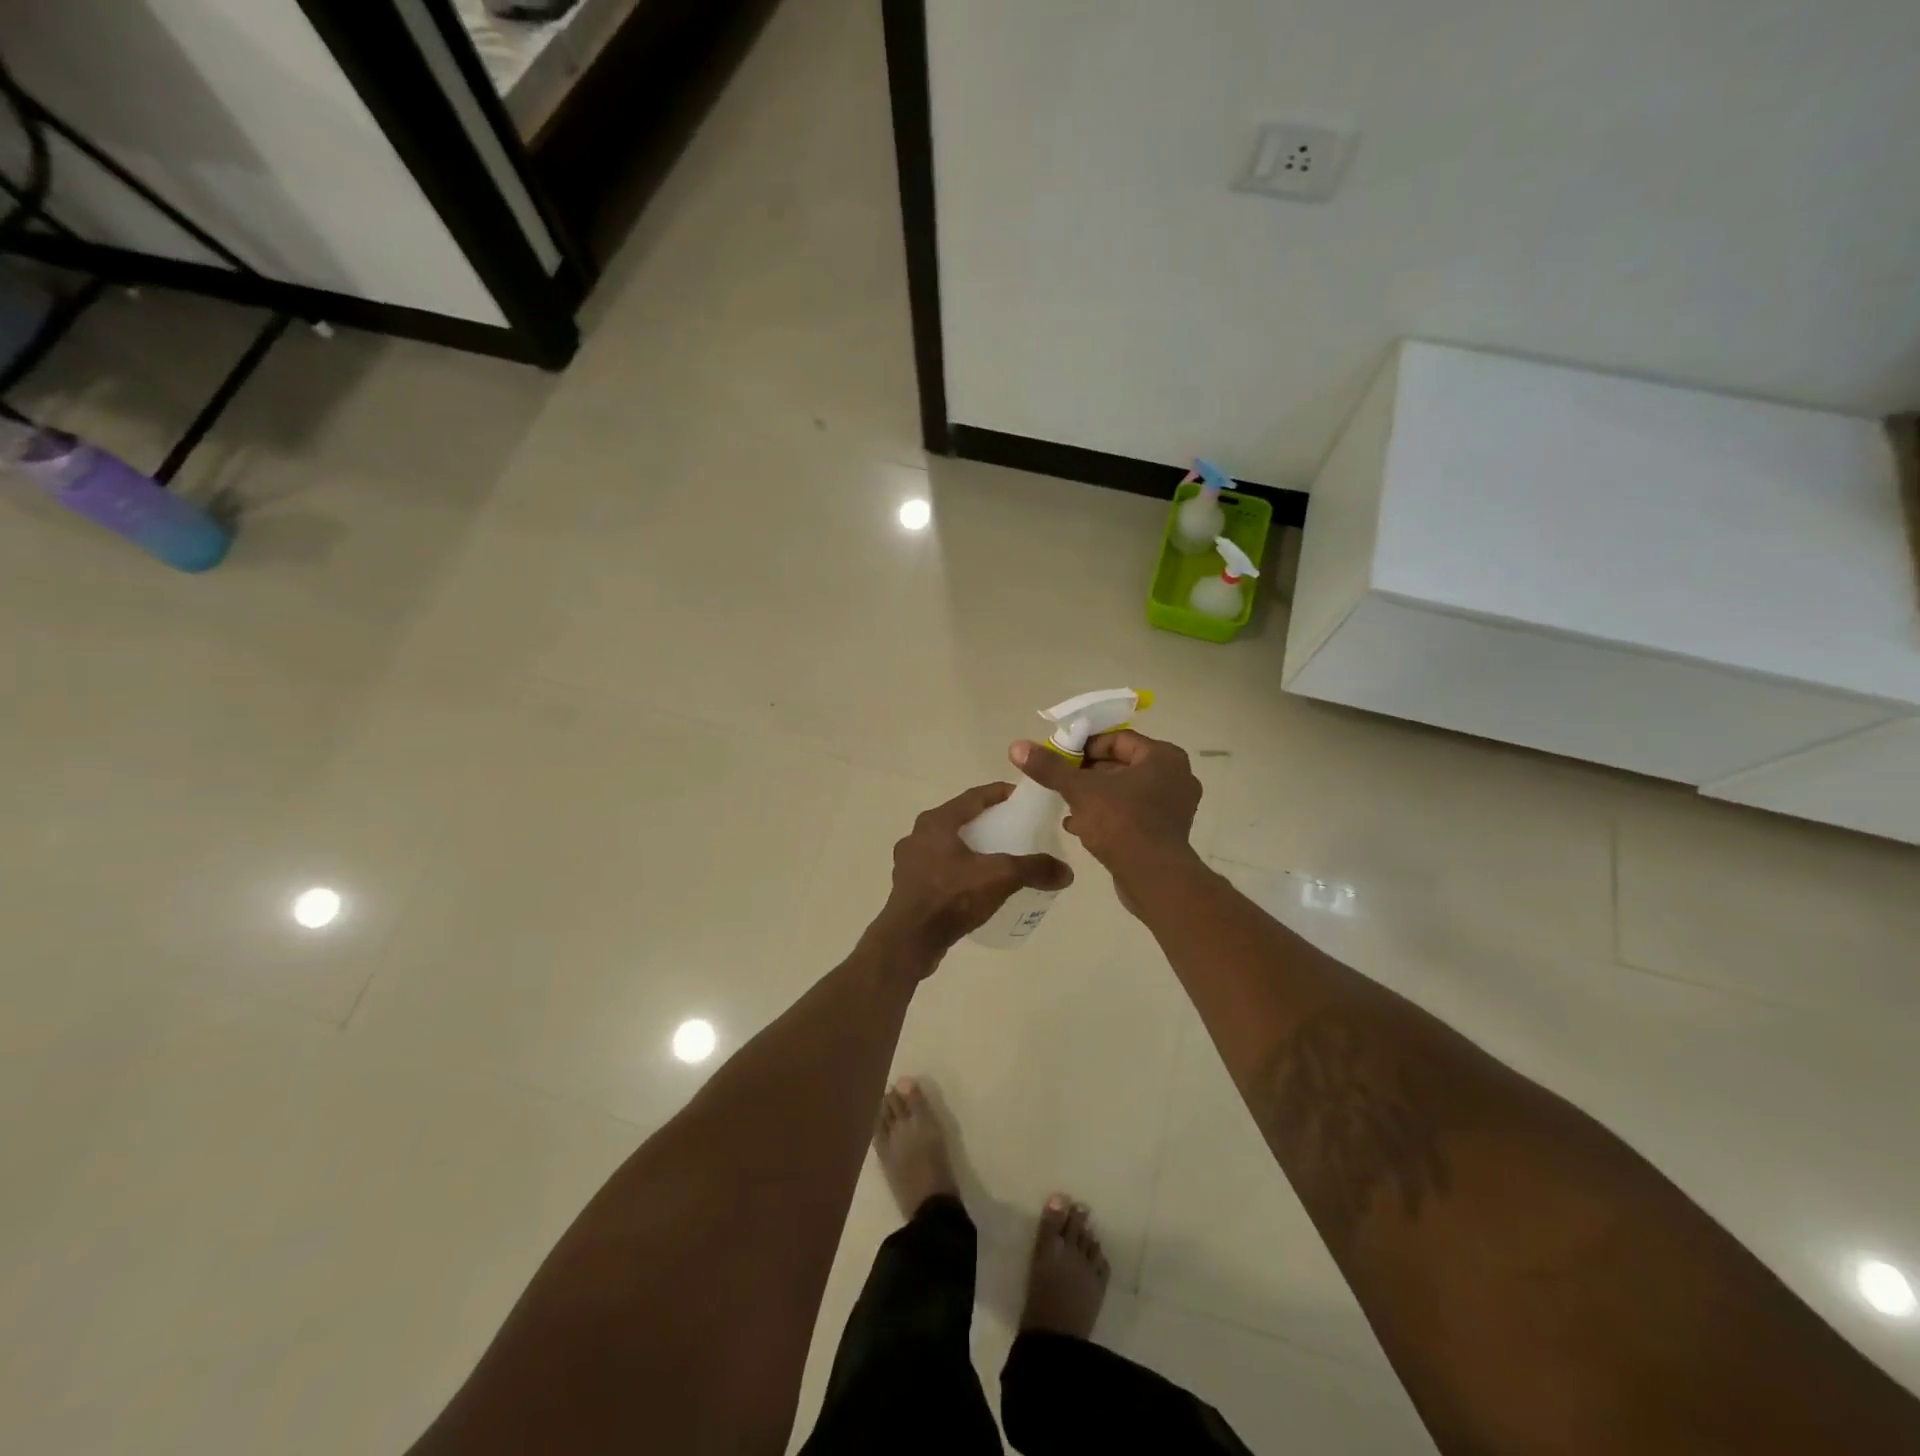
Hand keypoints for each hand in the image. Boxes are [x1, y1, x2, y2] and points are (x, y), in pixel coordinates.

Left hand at [869, 782, 1073, 967]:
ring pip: (947, 846)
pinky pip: (939, 869)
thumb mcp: (1000, 878)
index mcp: (936, 822)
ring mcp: (909, 862)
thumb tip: (1066, 872)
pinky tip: (974, 886)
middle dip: (986, 822)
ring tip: (996, 859)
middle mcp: (918, 835)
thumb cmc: (951, 897)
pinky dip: (959, 871)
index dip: (999, 794)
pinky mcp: (908, 887)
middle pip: (960, 820)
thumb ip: (1034, 869)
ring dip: (971, 848)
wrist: (909, 941)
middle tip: (1013, 829)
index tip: (1021, 797)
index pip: (973, 797)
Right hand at [1009, 730, 1201, 873]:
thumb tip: (1017, 746)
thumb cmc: (1121, 823)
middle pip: (1121, 764)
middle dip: (1087, 773)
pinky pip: (1131, 813)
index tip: (1060, 757)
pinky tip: (1076, 825)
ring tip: (1064, 803)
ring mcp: (1173, 806)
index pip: (1118, 739)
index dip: (1085, 745)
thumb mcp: (1080, 790)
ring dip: (1094, 796)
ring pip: (1124, 791)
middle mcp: (1175, 776)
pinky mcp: (1166, 832)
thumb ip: (1050, 767)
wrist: (1154, 879)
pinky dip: (1106, 815)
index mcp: (1163, 757)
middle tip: (1059, 780)